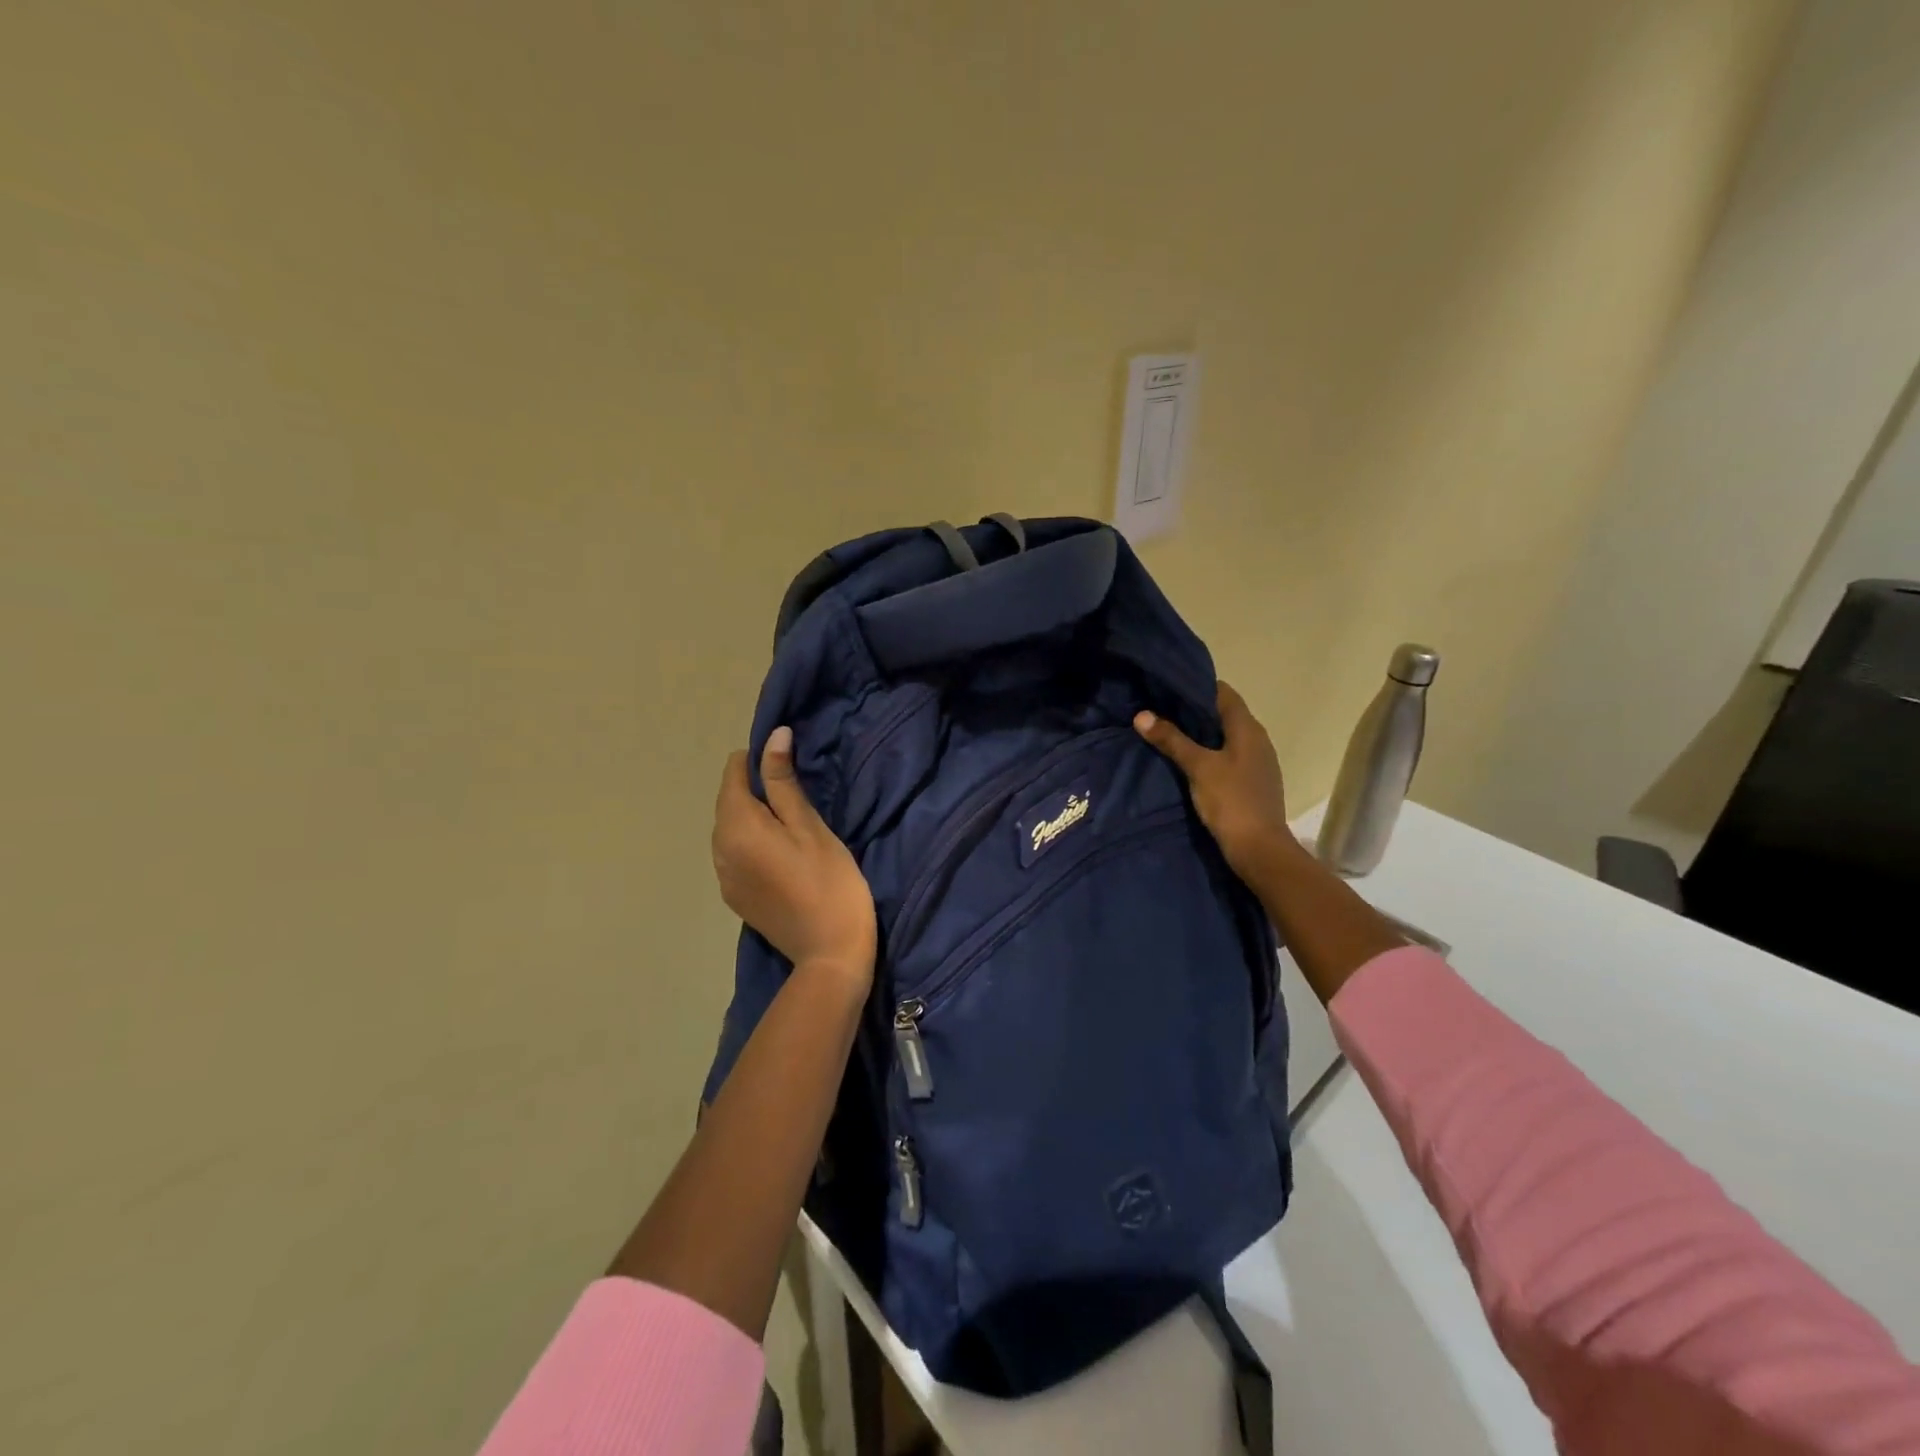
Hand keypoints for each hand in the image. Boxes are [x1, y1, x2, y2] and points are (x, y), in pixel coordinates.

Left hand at [712, 726, 876, 987]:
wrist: (830, 955)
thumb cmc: (829, 882)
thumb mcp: (810, 826)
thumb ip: (783, 781)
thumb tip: (773, 735)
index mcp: (736, 827)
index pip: (733, 774)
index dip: (758, 760)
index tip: (790, 764)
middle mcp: (719, 849)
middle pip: (728, 801)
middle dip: (755, 788)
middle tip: (798, 791)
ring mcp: (724, 877)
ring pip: (730, 828)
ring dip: (754, 816)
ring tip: (791, 820)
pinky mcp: (735, 897)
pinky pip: (735, 854)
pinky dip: (752, 842)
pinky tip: (781, 853)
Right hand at [1134, 681, 1301, 884]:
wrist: (1259, 849)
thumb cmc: (1231, 801)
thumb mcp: (1198, 767)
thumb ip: (1172, 740)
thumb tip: (1142, 715)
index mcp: (1248, 729)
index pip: (1224, 693)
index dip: (1198, 687)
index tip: (1169, 688)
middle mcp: (1257, 740)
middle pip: (1224, 715)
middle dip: (1195, 712)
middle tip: (1160, 710)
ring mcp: (1258, 763)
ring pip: (1226, 738)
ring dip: (1202, 735)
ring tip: (1169, 734)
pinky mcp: (1252, 782)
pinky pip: (1229, 757)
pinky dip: (1210, 754)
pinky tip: (1189, 763)